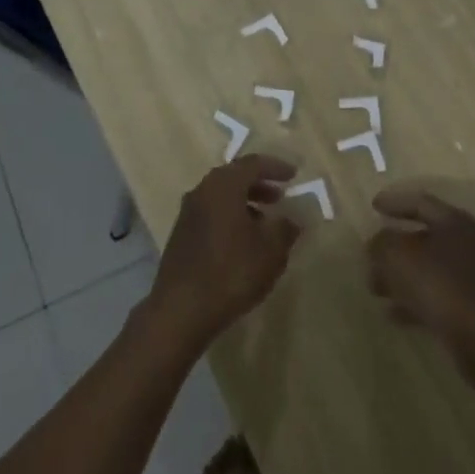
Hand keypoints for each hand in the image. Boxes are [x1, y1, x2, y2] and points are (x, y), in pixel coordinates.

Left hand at [149, 156, 300, 350]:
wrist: (181, 310)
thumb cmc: (231, 272)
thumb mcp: (271, 251)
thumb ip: (285, 229)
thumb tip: (291, 219)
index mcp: (224, 186)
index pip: (252, 164)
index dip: (275, 167)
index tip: (293, 175)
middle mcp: (202, 192)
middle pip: (234, 177)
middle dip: (259, 184)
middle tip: (280, 196)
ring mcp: (188, 213)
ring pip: (221, 196)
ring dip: (245, 202)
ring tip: (265, 221)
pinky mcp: (181, 235)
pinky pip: (211, 213)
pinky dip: (230, 217)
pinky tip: (243, 241)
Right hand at [368, 190, 474, 365]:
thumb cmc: (438, 285)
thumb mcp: (398, 257)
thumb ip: (382, 243)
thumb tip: (379, 242)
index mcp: (454, 223)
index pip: (421, 202)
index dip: (395, 202)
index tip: (374, 206)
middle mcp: (468, 244)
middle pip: (425, 237)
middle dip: (394, 247)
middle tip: (370, 254)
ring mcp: (473, 277)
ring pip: (429, 268)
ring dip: (401, 276)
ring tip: (375, 288)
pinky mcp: (472, 307)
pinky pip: (437, 295)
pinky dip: (414, 300)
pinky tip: (393, 313)